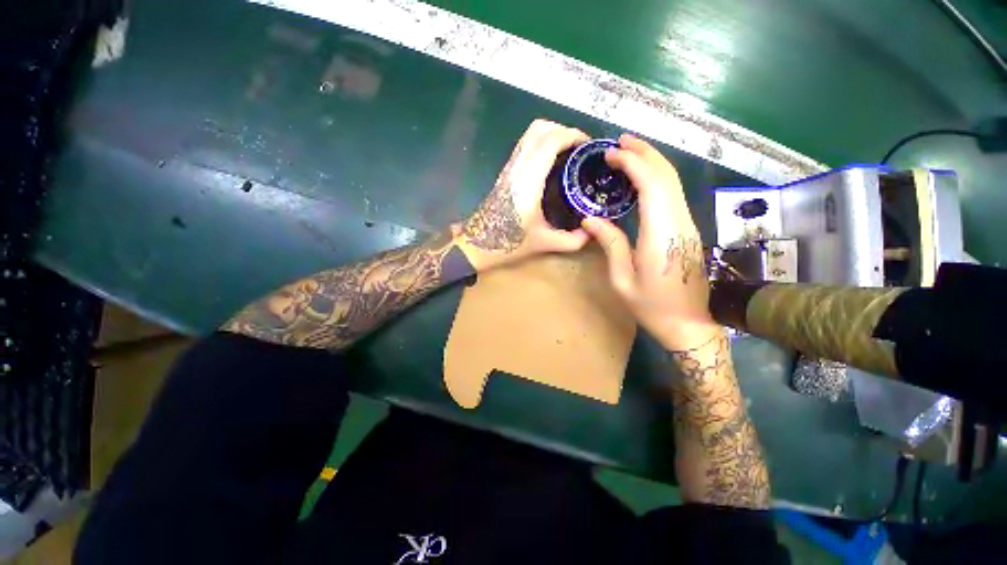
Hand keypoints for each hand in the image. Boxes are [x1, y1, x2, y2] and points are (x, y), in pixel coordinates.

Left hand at [456, 119, 590, 270]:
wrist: (478, 246)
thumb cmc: (508, 244)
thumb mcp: (545, 244)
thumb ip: (573, 240)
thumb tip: (593, 231)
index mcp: (528, 181)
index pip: (550, 140)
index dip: (573, 135)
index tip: (588, 146)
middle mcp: (517, 168)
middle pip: (539, 128)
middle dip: (564, 130)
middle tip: (579, 149)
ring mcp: (509, 168)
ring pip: (530, 134)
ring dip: (552, 135)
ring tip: (568, 153)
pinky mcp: (505, 173)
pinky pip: (525, 146)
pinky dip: (542, 144)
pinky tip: (552, 163)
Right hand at [582, 134, 718, 349]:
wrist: (690, 324)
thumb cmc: (652, 306)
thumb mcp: (622, 279)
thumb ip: (610, 244)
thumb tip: (590, 220)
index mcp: (660, 235)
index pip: (651, 185)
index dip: (633, 163)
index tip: (611, 154)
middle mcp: (678, 222)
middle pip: (667, 176)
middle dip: (645, 153)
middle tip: (620, 142)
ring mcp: (687, 224)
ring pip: (673, 182)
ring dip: (652, 162)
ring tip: (629, 153)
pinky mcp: (687, 229)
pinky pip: (673, 194)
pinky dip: (657, 178)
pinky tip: (641, 179)